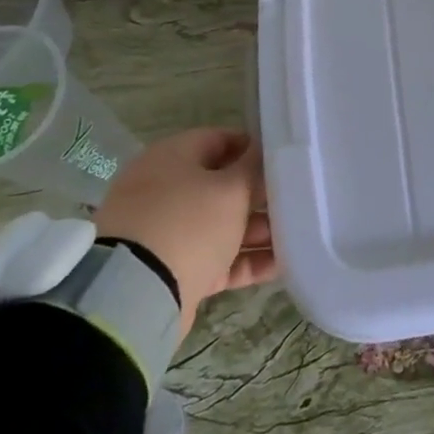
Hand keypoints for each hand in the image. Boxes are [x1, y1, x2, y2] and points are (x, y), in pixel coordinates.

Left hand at [94, 128, 278, 333]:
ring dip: (258, 230)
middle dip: (260, 195)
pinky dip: (245, 261)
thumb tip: (264, 151)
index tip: (286, 159)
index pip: (219, 139)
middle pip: (222, 186)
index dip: (254, 148)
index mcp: (172, 158)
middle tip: (297, 200)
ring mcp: (166, 232)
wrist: (137, 294)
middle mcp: (165, 190)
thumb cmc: (189, 223)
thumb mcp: (231, 189)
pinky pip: (217, 259)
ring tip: (297, 235)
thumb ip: (254, 168)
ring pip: (222, 225)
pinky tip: (282, 264)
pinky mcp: (173, 270)